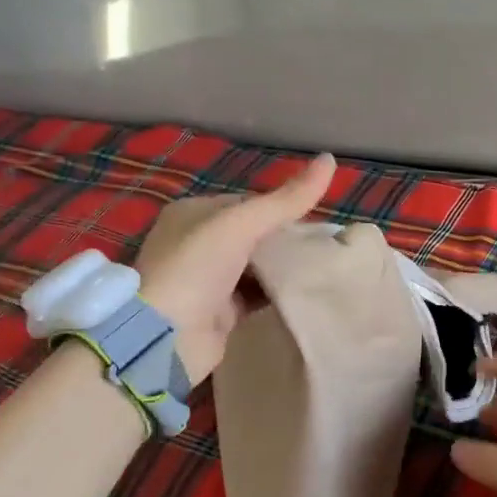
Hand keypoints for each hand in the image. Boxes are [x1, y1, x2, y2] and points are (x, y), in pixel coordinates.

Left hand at [134, 153, 335, 383]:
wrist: (166, 337)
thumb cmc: (196, 268)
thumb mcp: (241, 224)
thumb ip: (286, 199)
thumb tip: (330, 159)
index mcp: (193, 213)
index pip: (246, 203)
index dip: (281, 208)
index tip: (317, 218)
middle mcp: (196, 243)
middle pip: (252, 236)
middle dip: (284, 240)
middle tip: (324, 245)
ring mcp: (206, 280)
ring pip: (255, 267)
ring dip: (282, 268)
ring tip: (322, 266)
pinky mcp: (218, 313)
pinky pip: (254, 297)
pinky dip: (275, 294)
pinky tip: (304, 292)